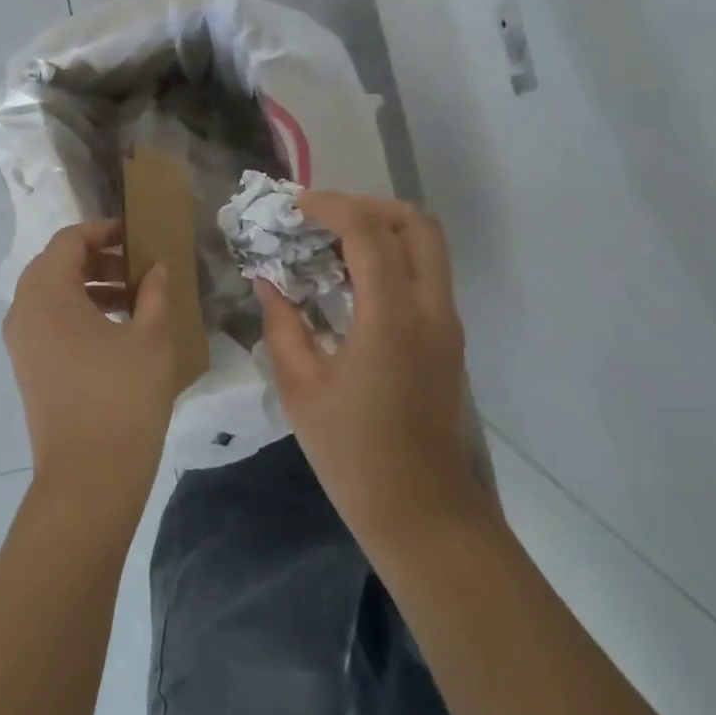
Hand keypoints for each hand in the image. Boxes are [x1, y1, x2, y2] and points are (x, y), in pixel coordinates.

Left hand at [4, 221, 175, 516]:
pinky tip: (118, 329)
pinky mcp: (28, 368)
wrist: (89, 477)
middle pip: (57, 265)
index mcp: (46, 293)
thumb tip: (157, 268)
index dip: (103, 230)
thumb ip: (155, 292)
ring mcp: (21, 343)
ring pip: (53, 295)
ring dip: (91, 287)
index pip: (69, 241)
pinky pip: (51, 322)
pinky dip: (80, 313)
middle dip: (99, 259)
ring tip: (135, 297)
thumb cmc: (122, 397)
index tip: (137, 236)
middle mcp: (23, 311)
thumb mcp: (151, 337)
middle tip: (140, 266)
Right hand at [256, 192, 489, 547]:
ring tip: (330, 243)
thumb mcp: (300, 387)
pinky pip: (425, 273)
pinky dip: (392, 257)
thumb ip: (281, 324)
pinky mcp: (447, 337)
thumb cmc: (351, 453)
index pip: (369, 232)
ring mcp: (446, 323)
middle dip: (368, 206)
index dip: (330, 206)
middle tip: (321, 218)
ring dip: (382, 229)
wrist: (419, 509)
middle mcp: (430, 309)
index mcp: (392, 319)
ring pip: (428, 245)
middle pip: (416, 224)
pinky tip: (350, 279)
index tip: (294, 205)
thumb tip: (268, 280)